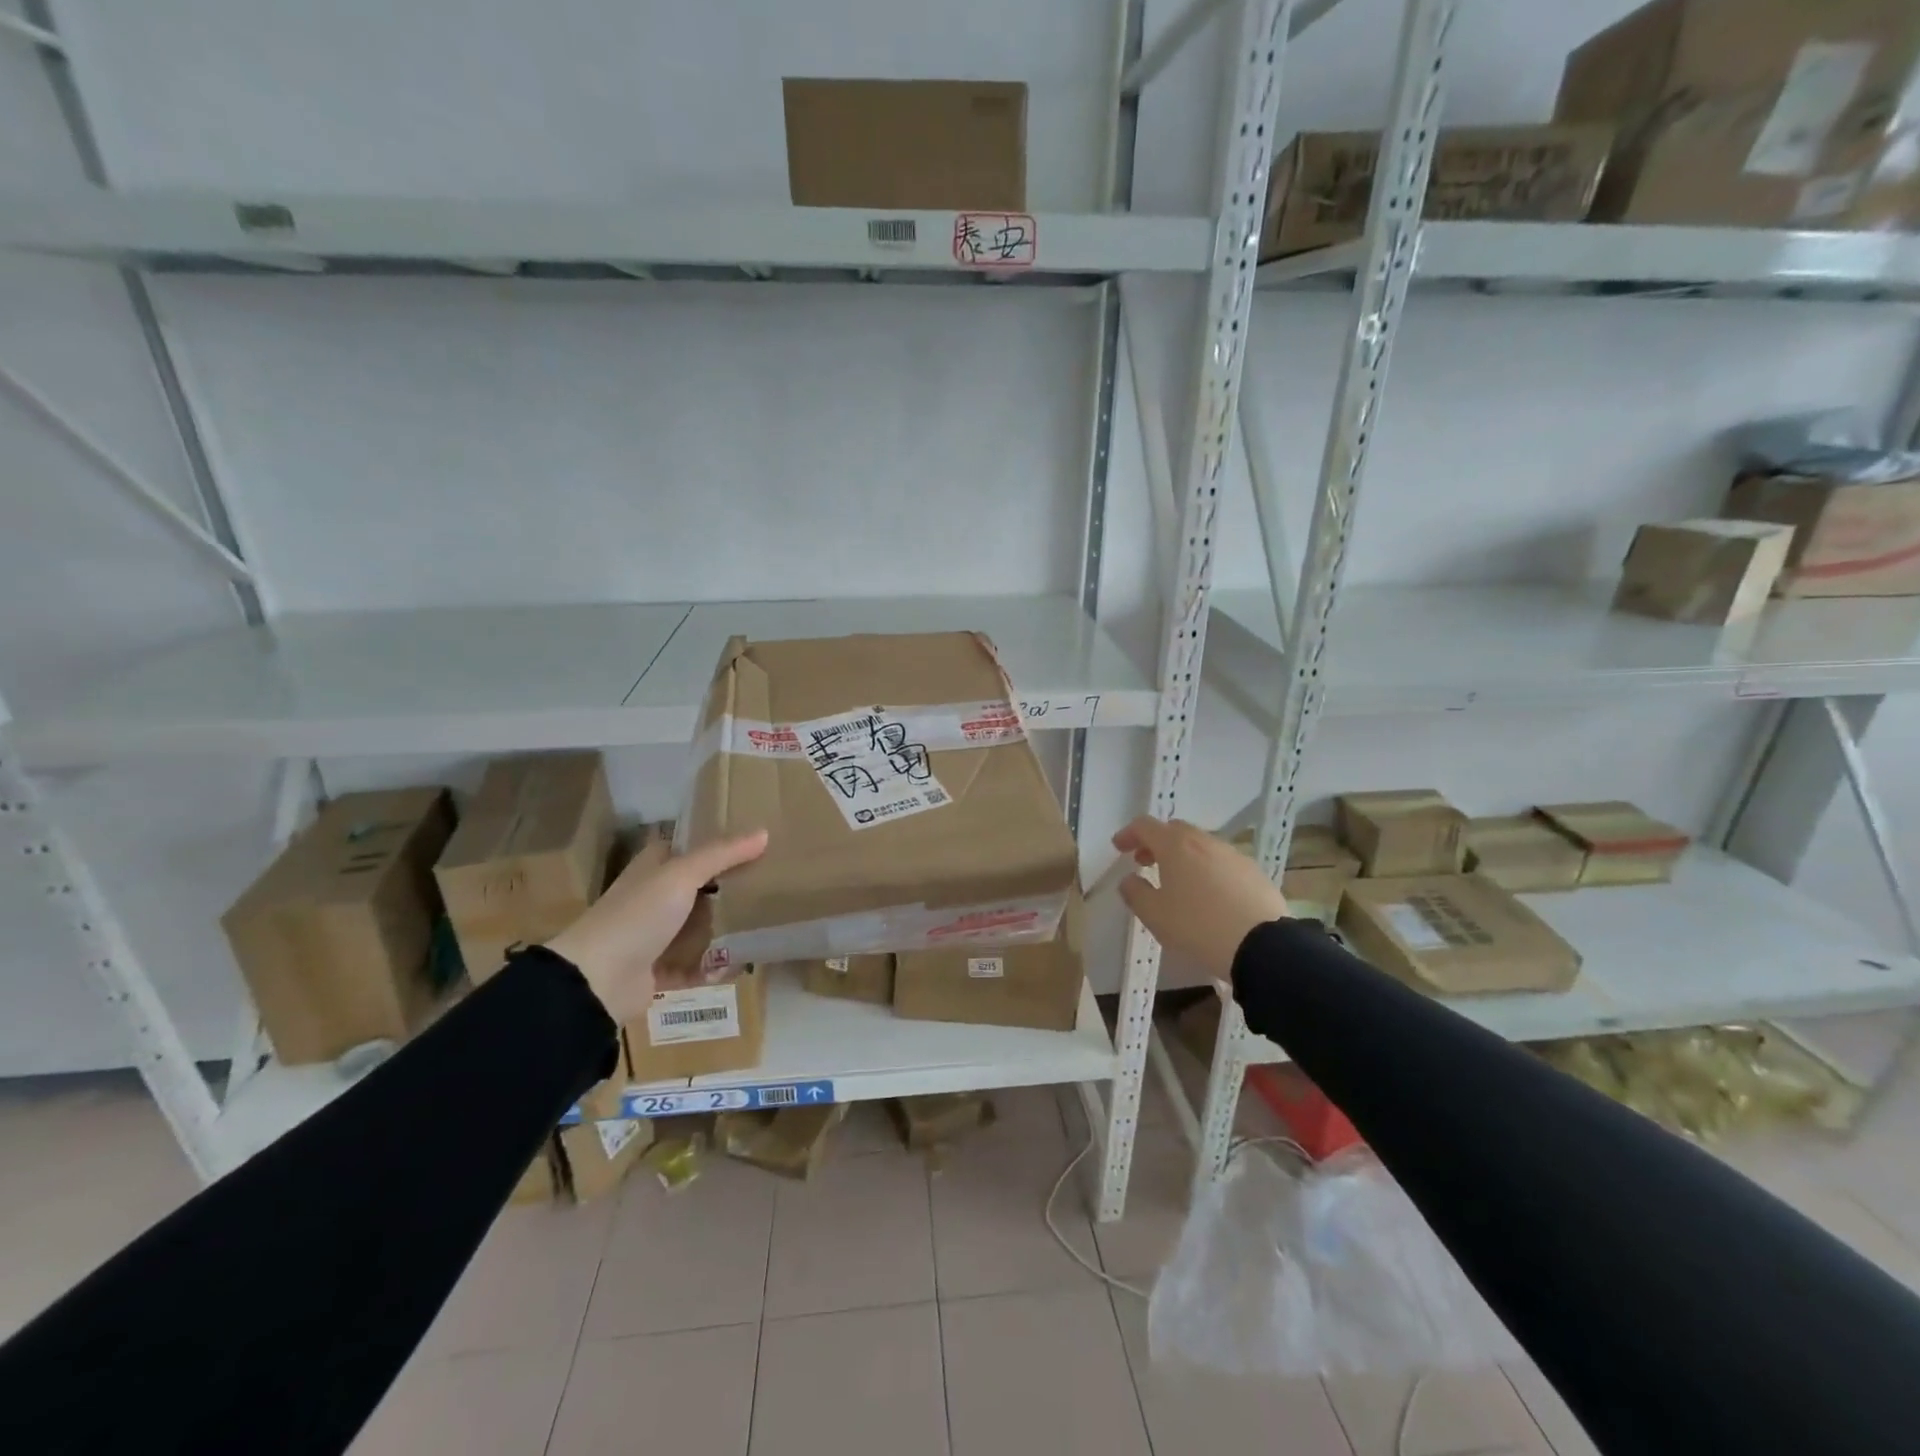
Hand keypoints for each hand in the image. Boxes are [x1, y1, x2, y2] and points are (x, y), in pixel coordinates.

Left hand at [547, 829, 767, 1023]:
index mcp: (652, 869)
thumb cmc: (638, 915)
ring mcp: (653, 936)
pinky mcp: (657, 971)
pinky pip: (693, 966)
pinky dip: (713, 967)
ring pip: (697, 928)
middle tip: (768, 887)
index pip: (686, 848)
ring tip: (761, 927)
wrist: (596, 980)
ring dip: (724, 931)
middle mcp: (652, 899)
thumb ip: (722, 854)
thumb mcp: (682, 875)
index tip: (754, 845)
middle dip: (728, 890)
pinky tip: (737, 965)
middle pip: (698, 889)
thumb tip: (763, 832)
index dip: (715, 845)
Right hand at [1112, 816, 1287, 979]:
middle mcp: (1204, 841)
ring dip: (1183, 856)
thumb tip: (1129, 879)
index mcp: (1175, 845)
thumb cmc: (1198, 927)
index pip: (1145, 826)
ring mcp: (1233, 854)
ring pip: (1200, 845)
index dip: (1128, 834)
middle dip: (1156, 843)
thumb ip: (1135, 892)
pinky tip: (1208, 894)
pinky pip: (1221, 862)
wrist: (1262, 946)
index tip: (1119, 848)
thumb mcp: (1154, 915)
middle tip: (1145, 862)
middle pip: (1174, 830)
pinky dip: (1207, 869)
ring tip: (1177, 882)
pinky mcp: (1253, 871)